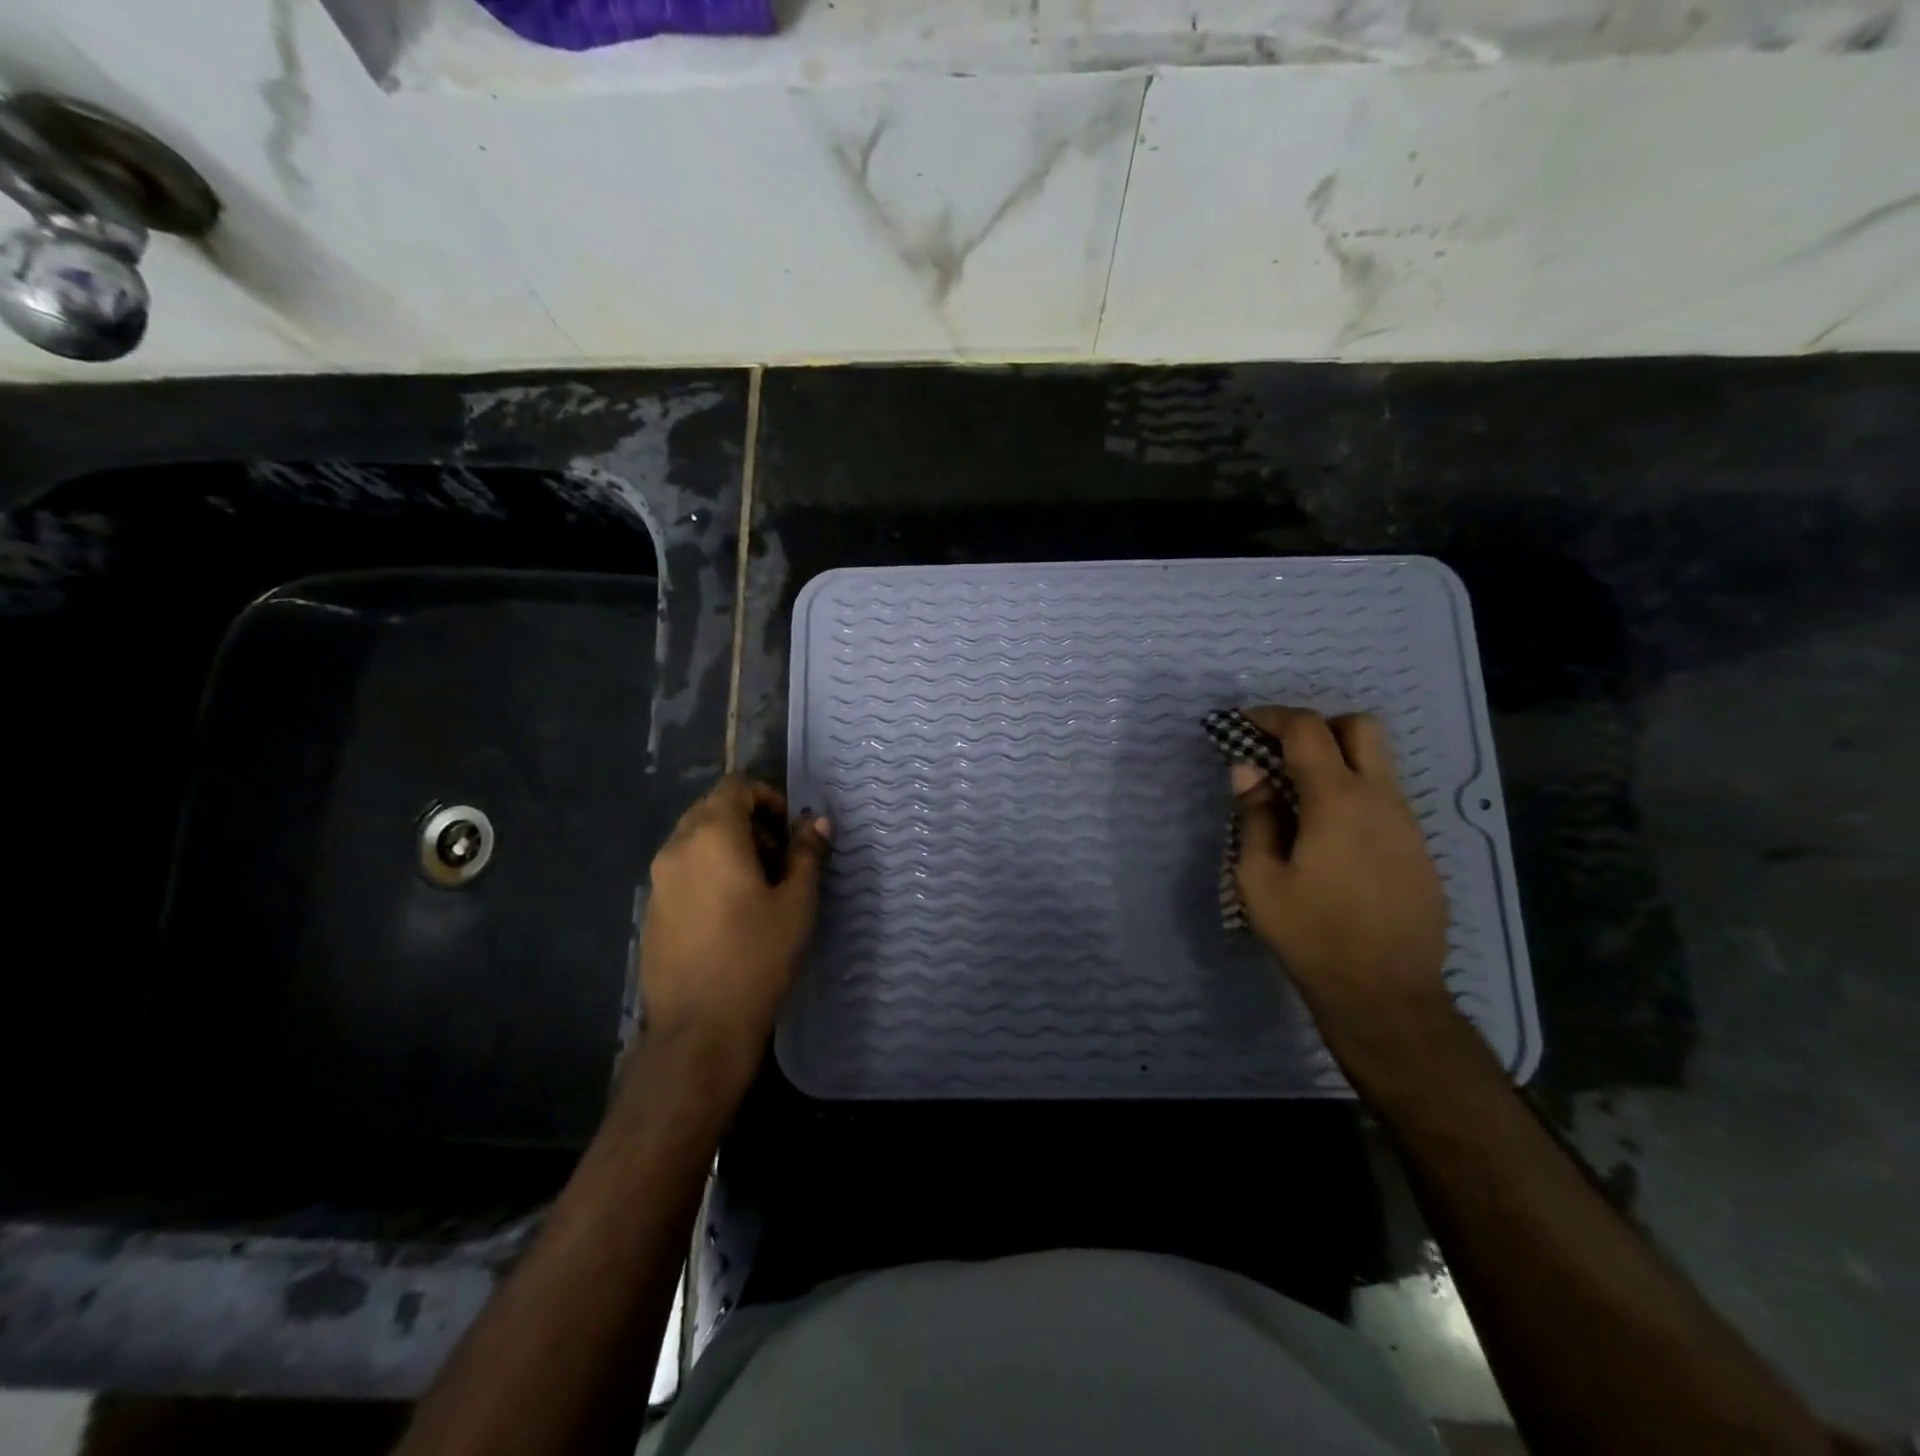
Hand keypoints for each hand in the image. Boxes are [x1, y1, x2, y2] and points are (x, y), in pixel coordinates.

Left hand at [637, 776, 829, 1076]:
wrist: (699, 1028)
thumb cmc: (757, 957)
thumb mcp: (796, 903)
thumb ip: (806, 854)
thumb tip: (815, 821)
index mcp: (712, 836)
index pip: (734, 787)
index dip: (766, 797)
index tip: (789, 829)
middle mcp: (677, 847)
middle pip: (711, 809)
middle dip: (748, 821)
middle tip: (780, 857)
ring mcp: (658, 879)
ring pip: (694, 839)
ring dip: (728, 845)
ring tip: (759, 886)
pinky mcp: (652, 909)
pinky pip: (682, 869)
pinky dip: (708, 870)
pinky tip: (730, 912)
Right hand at [1230, 707, 1452, 1046]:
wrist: (1385, 993)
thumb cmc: (1311, 934)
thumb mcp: (1259, 878)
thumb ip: (1254, 816)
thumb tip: (1247, 770)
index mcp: (1337, 800)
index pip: (1307, 730)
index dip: (1271, 716)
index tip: (1243, 724)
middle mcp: (1380, 799)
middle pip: (1360, 727)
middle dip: (1318, 726)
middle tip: (1282, 753)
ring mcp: (1408, 824)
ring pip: (1377, 764)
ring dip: (1337, 762)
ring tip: (1298, 801)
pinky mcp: (1420, 850)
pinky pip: (1385, 800)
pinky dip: (1354, 796)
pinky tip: (1330, 840)